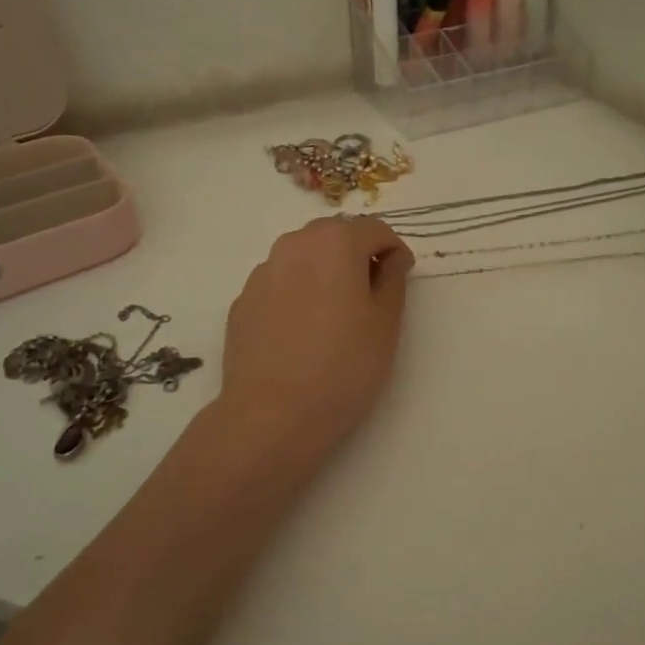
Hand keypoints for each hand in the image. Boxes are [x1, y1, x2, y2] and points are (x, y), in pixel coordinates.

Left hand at [218, 217, 413, 451]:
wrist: (271, 415)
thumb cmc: (343, 367)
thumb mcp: (385, 324)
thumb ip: (393, 279)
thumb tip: (391, 258)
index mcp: (335, 243)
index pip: (375, 229)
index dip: (394, 249)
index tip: (401, 275)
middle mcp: (294, 245)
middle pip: (334, 234)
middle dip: (356, 252)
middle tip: (371, 291)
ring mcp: (263, 272)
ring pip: (303, 255)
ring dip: (324, 268)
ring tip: (335, 311)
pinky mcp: (243, 300)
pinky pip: (279, 281)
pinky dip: (297, 290)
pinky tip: (302, 330)